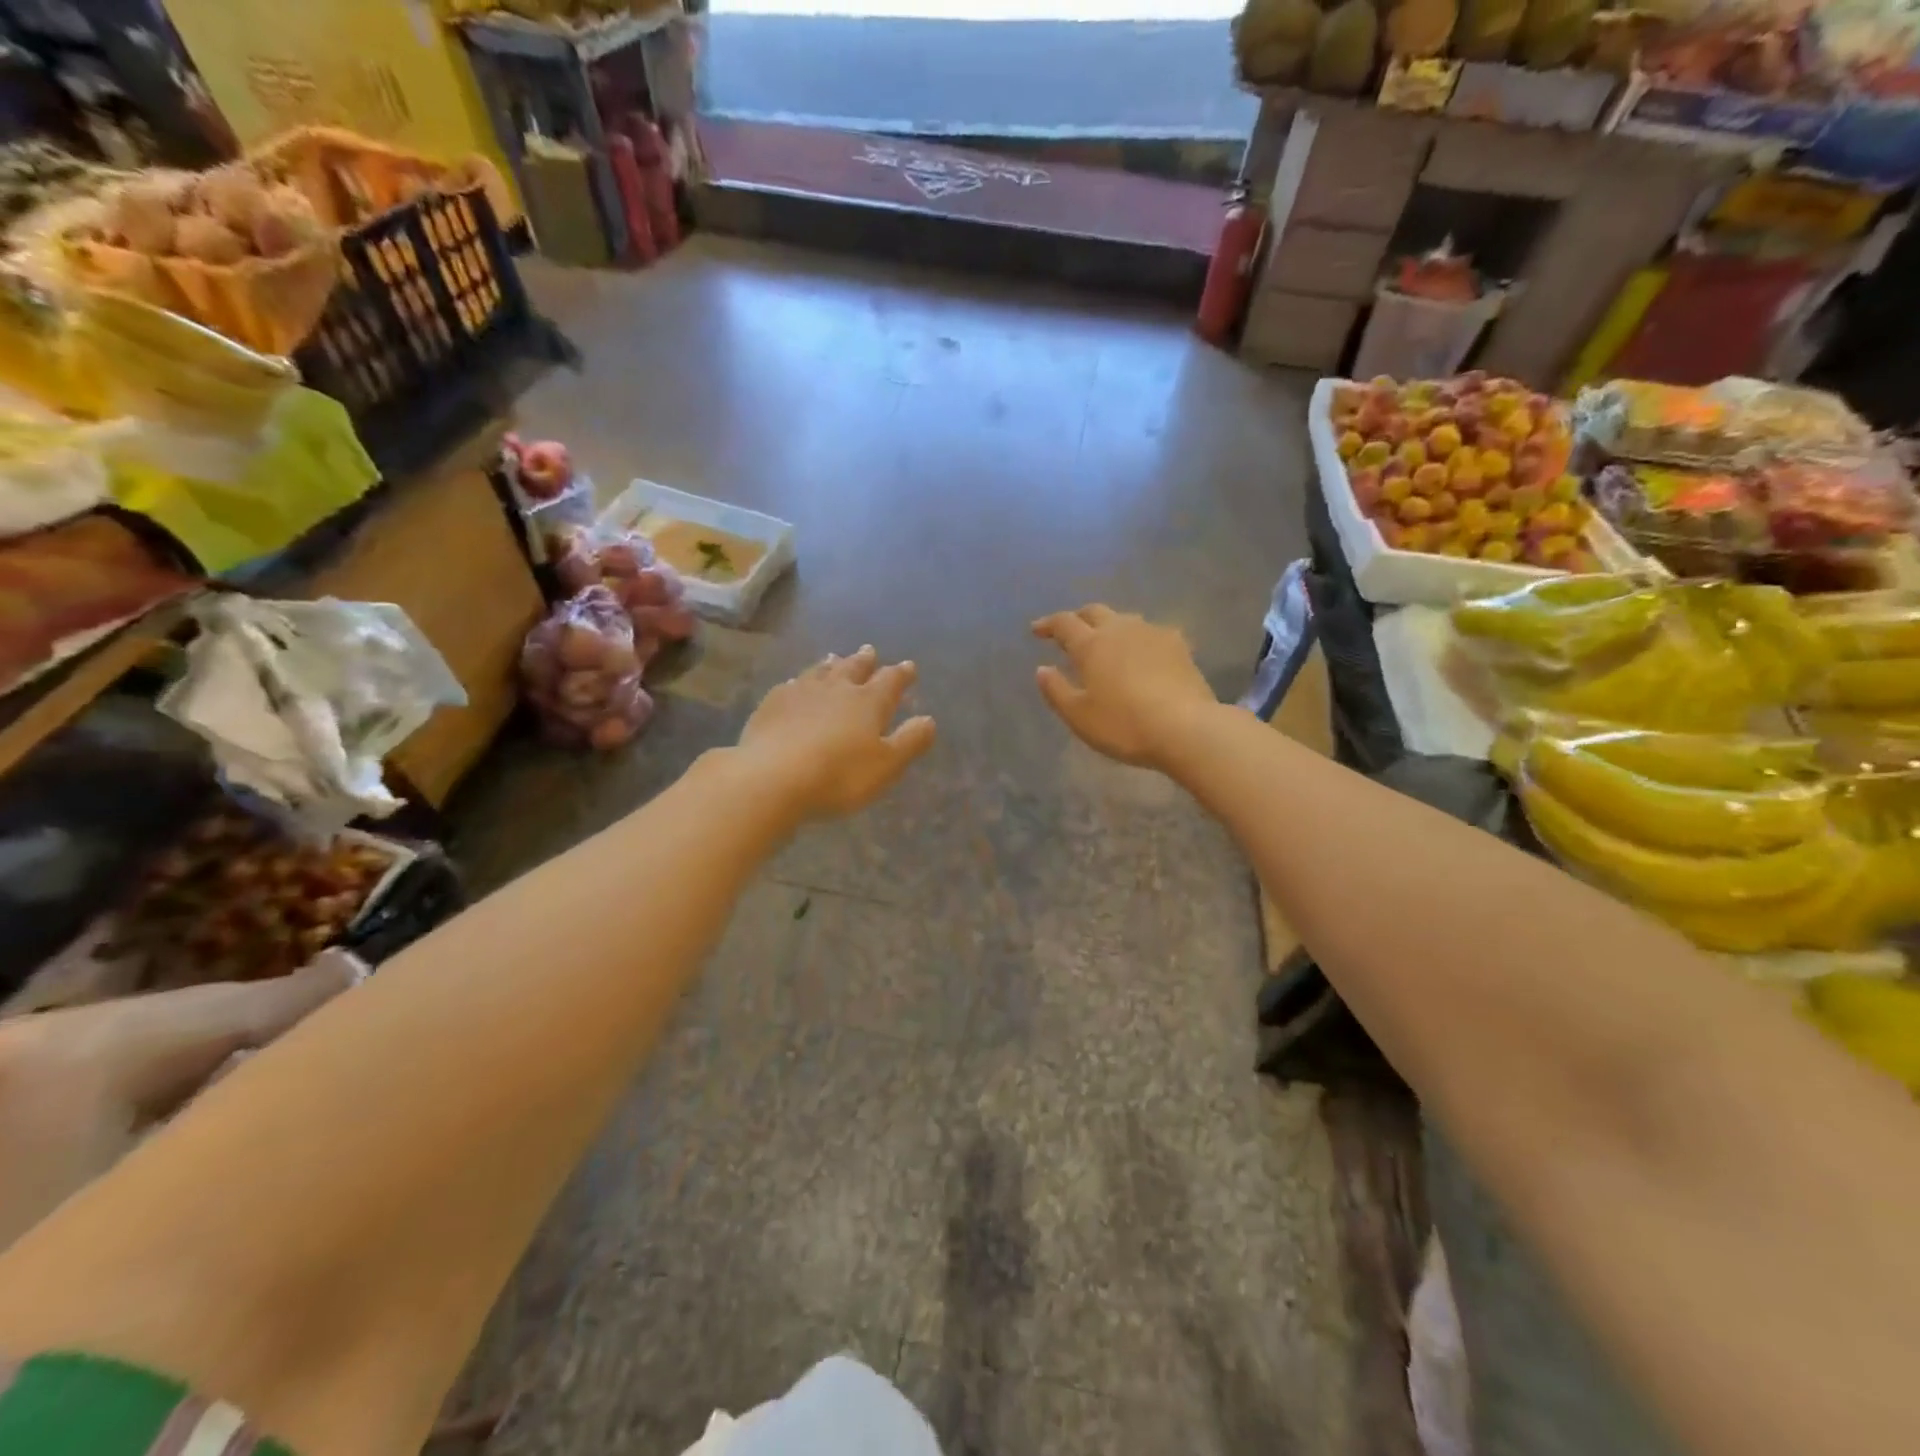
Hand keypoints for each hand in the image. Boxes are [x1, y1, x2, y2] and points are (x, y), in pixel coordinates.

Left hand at [737, 645, 936, 819]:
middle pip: (853, 668)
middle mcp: (836, 689)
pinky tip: (795, 684)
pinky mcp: (771, 705)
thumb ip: (910, 741)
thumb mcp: (886, 765)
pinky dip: (799, 682)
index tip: (909, 666)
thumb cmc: (839, 775)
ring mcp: (800, 693)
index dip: (901, 673)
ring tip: (835, 658)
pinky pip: (790, 686)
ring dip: (831, 664)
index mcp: (868, 702)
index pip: (890, 680)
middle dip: (865, 660)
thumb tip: (929, 719)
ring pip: (820, 672)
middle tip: (870, 651)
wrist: (772, 777)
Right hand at [1032, 605, 1215, 768]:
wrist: (1187, 728)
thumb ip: (1056, 690)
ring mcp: (1153, 634)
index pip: (1064, 623)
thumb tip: (1042, 669)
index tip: (1037, 630)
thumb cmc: (1124, 725)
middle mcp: (1120, 630)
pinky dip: (1138, 639)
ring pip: (1125, 619)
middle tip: (1070, 632)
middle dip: (1078, 618)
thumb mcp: (1079, 716)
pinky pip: (1151, 633)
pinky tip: (1142, 654)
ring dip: (1110, 626)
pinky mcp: (1179, 646)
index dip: (1048, 624)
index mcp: (1091, 645)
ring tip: (1106, 642)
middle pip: (1095, 612)